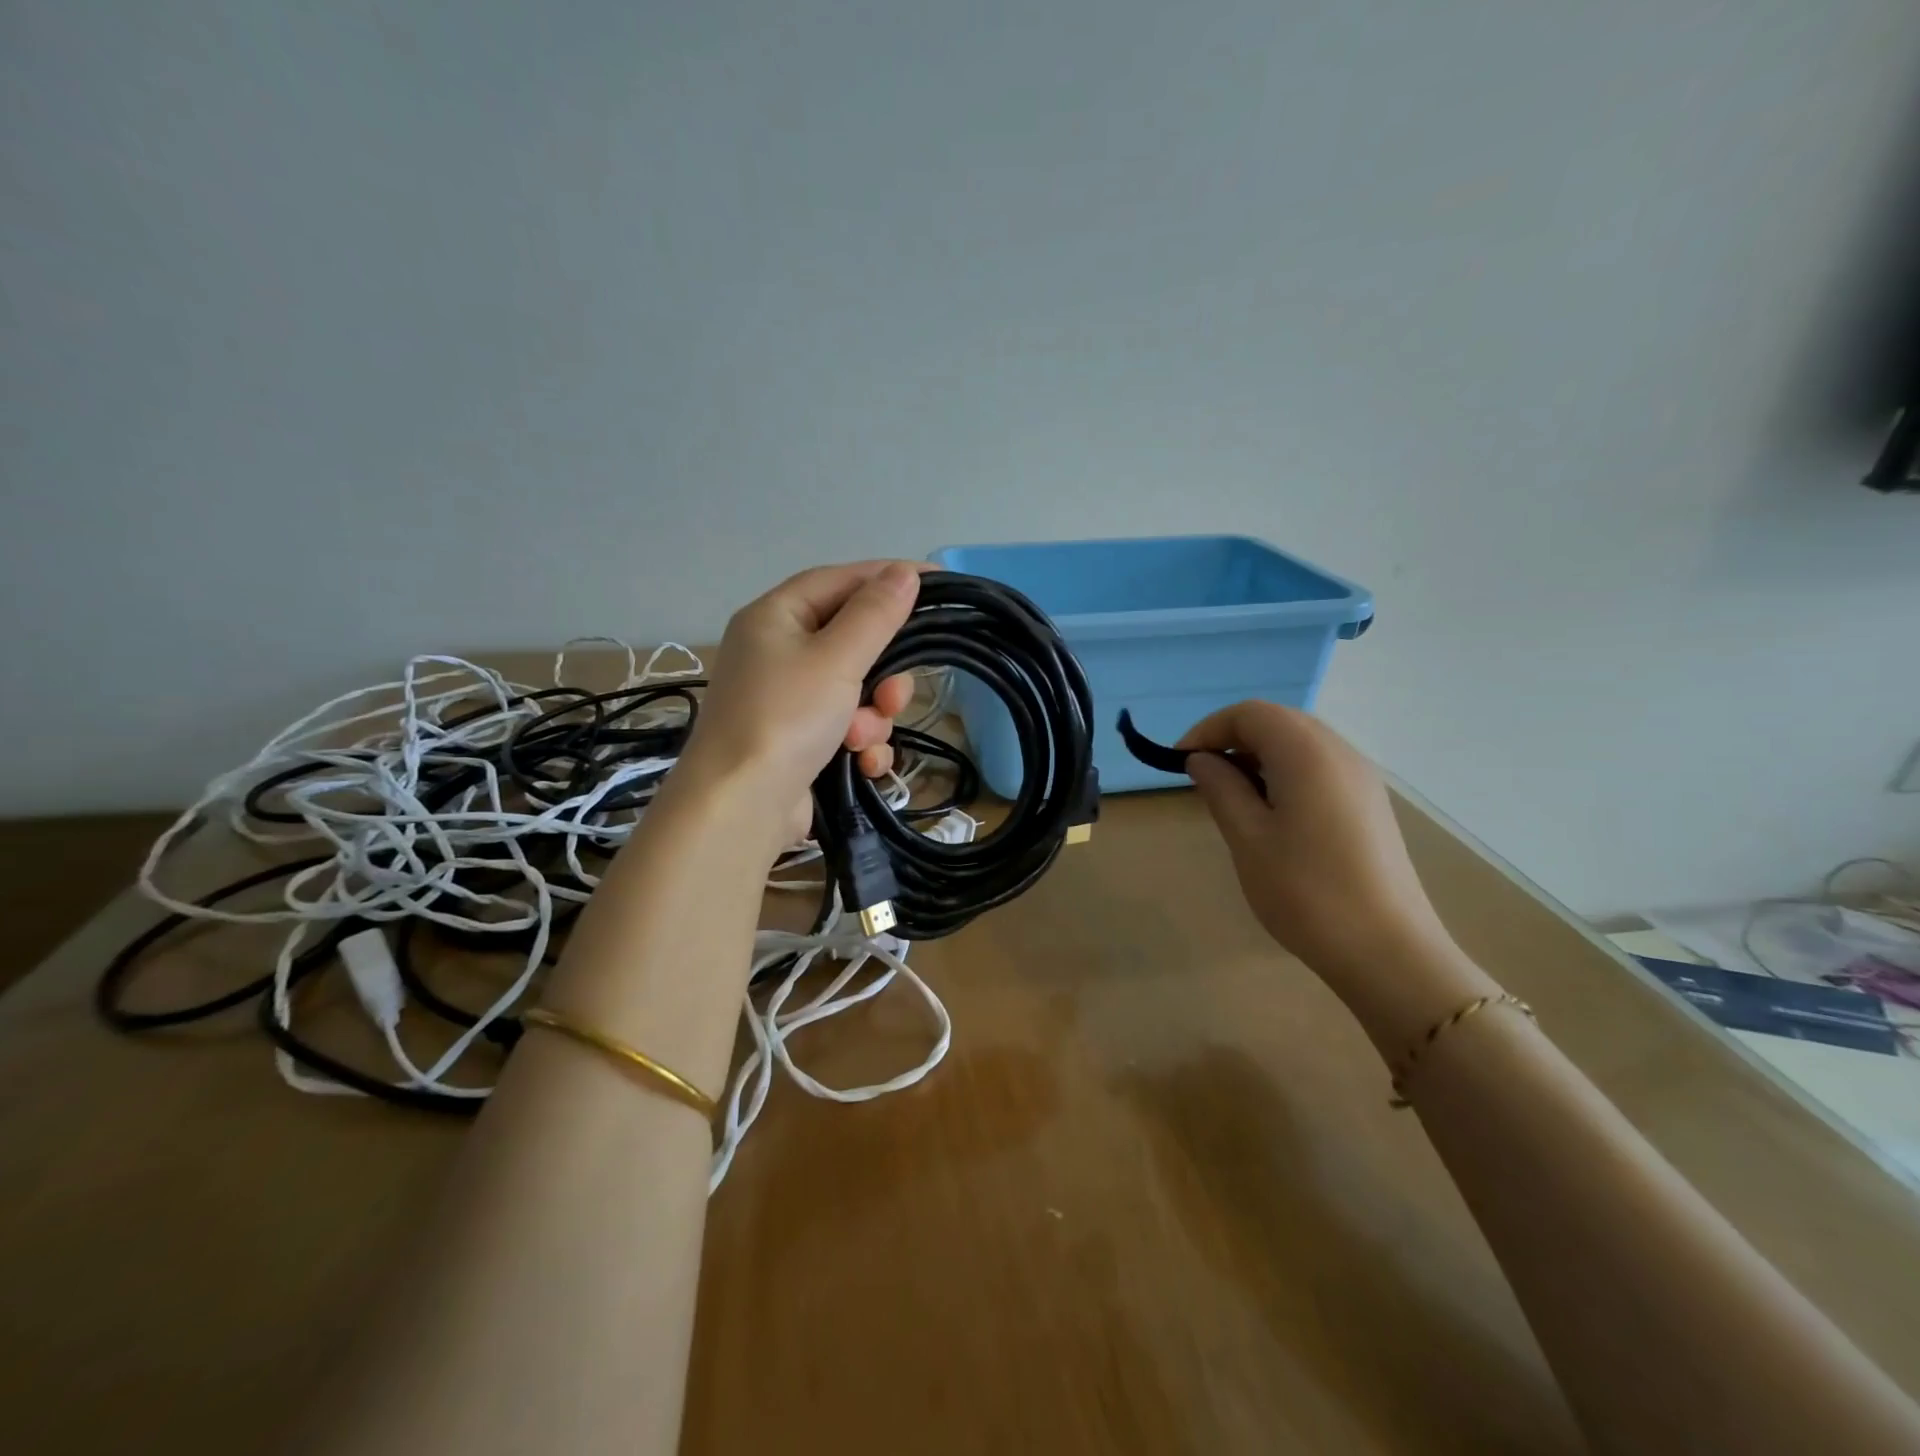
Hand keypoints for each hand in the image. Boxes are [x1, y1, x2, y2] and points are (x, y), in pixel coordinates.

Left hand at [675, 561, 922, 844]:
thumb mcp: (836, 659)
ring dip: (871, 716)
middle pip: (851, 641)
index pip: (840, 581)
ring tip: (862, 739)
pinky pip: (844, 727)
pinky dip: (859, 743)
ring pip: (854, 690)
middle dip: (881, 672)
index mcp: (774, 618)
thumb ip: (875, 614)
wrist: (740, 807)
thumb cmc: (786, 718)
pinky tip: (861, 763)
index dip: (888, 578)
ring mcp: (785, 700)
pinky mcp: (796, 741)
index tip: (937, 584)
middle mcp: (775, 652)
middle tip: (893, 695)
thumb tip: (905, 573)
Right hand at [1180, 701, 1461, 991]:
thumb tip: (1202, 760)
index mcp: (1307, 754)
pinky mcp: (1370, 804)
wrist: (1387, 951)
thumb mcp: (1248, 838)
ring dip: (1259, 755)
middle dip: (1234, 738)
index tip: (1181, 763)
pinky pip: (1320, 766)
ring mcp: (1362, 778)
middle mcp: (1340, 753)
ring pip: (1301, 743)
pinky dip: (1286, 772)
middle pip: (1278, 721)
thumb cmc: (1305, 892)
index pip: (1250, 714)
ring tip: (1233, 795)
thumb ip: (1221, 788)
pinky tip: (1272, 812)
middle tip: (1203, 776)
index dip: (1209, 729)